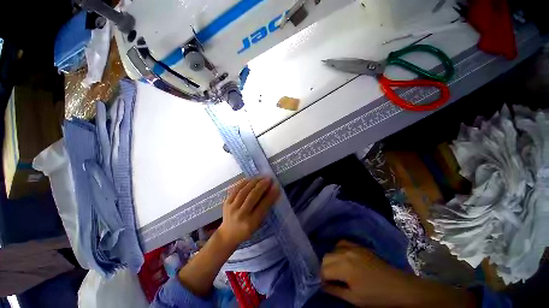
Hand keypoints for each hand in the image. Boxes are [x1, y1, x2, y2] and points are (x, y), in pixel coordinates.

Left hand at [217, 177, 279, 247]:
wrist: (227, 234)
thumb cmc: (246, 230)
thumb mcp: (257, 223)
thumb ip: (264, 209)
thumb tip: (271, 192)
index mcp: (251, 223)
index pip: (263, 206)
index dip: (271, 195)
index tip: (276, 186)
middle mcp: (241, 215)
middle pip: (252, 197)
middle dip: (262, 186)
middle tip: (269, 179)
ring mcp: (232, 208)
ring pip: (244, 191)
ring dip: (254, 182)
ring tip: (261, 177)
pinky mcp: (226, 202)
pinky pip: (236, 189)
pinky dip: (244, 183)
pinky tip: (251, 179)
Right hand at [321, 241, 476, 307]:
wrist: (399, 287)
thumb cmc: (377, 297)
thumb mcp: (354, 299)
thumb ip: (335, 290)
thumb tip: (322, 285)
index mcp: (344, 267)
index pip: (324, 269)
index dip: (322, 278)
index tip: (325, 285)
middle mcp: (345, 253)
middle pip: (326, 257)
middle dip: (325, 268)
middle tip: (330, 279)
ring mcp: (353, 247)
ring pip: (332, 249)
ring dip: (331, 259)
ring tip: (337, 269)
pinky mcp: (359, 246)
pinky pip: (342, 243)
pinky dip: (338, 249)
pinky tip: (343, 257)